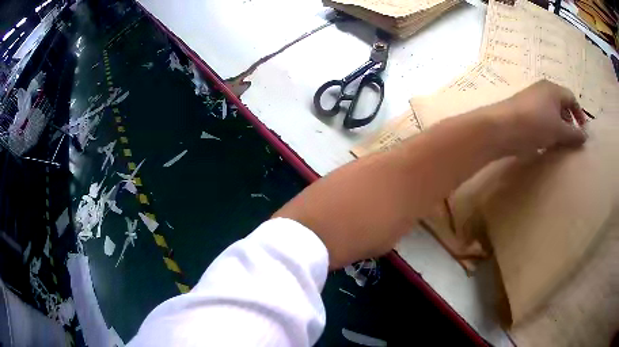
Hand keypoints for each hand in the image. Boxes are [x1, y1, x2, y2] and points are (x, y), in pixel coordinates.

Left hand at [495, 80, 587, 155]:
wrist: (502, 127)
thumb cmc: (536, 124)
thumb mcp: (559, 130)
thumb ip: (573, 134)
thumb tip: (585, 136)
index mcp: (553, 89)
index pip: (571, 97)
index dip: (579, 113)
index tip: (583, 130)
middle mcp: (542, 90)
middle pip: (561, 104)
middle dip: (569, 120)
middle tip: (572, 138)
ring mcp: (531, 99)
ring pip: (550, 112)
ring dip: (558, 126)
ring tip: (560, 143)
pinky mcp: (522, 111)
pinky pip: (540, 118)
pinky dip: (546, 128)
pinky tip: (546, 142)